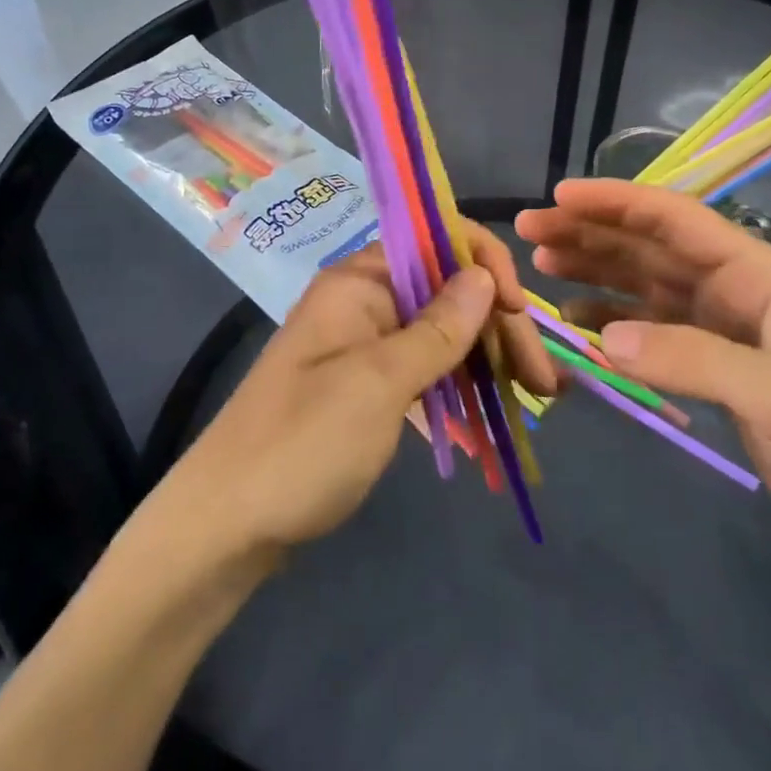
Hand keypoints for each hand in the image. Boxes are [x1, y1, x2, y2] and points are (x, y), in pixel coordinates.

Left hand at [166, 224, 559, 556]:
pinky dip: (464, 383)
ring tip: (539, 396)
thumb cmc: (301, 446)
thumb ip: (437, 328)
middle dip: (500, 326)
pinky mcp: (370, 384)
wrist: (224, 528)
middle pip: (450, 290)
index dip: (486, 267)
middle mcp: (366, 300)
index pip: (439, 241)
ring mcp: (367, 344)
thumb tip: (483, 274)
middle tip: (547, 384)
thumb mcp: (378, 384)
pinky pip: (429, 367)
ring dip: (491, 357)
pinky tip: (500, 405)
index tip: (517, 316)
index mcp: (360, 280)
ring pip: (445, 331)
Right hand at [515, 178, 770, 577]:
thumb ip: (691, 358)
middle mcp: (735, 289)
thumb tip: (601, 337)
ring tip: (542, 263)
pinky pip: (648, 330)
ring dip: (594, 269)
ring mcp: (721, 328)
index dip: (617, 202)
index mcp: (759, 274)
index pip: (677, 219)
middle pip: (651, 246)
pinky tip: (576, 322)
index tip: (559, 197)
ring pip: (644, 283)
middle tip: (531, 229)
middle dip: (592, 231)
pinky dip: (609, 321)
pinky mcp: (711, 367)